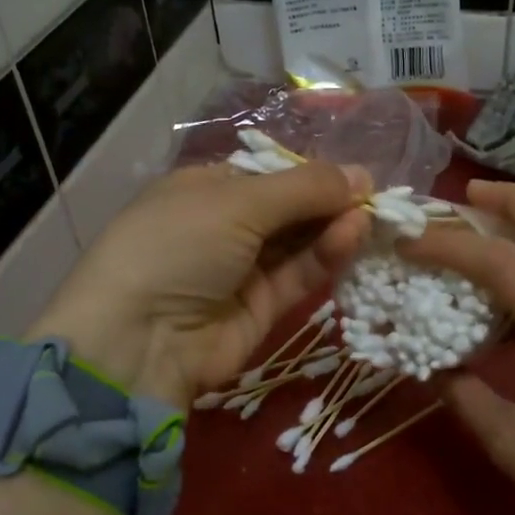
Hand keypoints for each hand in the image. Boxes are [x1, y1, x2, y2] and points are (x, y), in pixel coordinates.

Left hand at [33, 162, 370, 407]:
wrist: (137, 341)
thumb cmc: (177, 246)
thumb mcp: (237, 202)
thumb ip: (304, 188)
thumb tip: (361, 174)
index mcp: (207, 188)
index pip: (271, 173)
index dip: (313, 173)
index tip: (356, 174)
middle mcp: (226, 225)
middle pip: (290, 208)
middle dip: (330, 201)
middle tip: (376, 197)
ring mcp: (244, 268)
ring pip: (300, 241)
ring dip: (334, 227)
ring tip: (370, 215)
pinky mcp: (263, 307)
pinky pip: (300, 274)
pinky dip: (326, 255)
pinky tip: (353, 235)